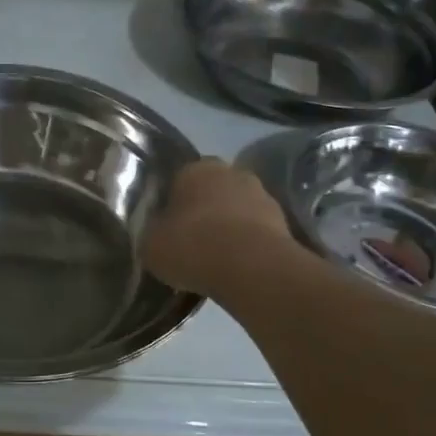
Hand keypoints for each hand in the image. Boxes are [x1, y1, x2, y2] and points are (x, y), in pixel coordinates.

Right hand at [141, 158, 296, 294]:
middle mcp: (232, 172)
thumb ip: (152, 232)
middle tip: (190, 242)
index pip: (179, 179)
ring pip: (237, 211)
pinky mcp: (284, 223)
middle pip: (211, 191)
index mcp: (196, 167)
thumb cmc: (192, 245)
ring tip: (215, 259)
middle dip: (203, 212)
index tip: (167, 227)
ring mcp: (263, 195)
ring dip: (228, 228)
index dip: (171, 203)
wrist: (251, 268)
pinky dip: (248, 246)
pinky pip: (256, 232)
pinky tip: (236, 268)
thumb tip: (156, 233)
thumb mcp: (151, 244)